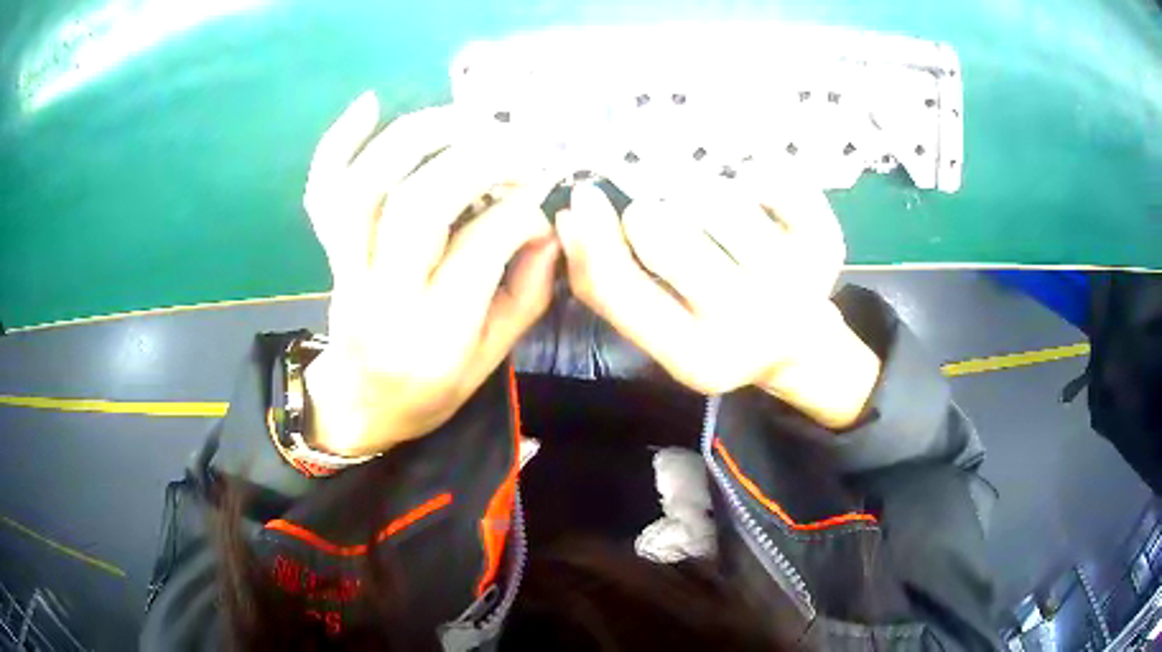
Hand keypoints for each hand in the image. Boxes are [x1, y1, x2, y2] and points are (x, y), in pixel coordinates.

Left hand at [301, 92, 559, 456]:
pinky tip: (369, 104)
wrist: (359, 405)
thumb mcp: (493, 358)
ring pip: (366, 187)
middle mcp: (384, 296)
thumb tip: (544, 222)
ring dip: (417, 136)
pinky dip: (337, 143)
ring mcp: (346, 269)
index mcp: (436, 337)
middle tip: (517, 145)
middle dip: (477, 160)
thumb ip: (527, 290)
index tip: (539, 195)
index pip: (480, 247)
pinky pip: (322, 192)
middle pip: (419, 205)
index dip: (519, 208)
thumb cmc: (430, 390)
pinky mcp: (328, 251)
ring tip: (465, 117)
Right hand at [555, 176, 879, 428]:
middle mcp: (751, 326)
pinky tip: (756, 201)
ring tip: (710, 210)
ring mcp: (797, 283)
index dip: (592, 236)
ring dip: (701, 192)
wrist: (800, 346)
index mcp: (697, 357)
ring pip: (720, 198)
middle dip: (651, 214)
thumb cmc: (719, 332)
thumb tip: (570, 218)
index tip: (584, 196)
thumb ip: (611, 286)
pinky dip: (754, 175)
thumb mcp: (662, 331)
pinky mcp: (826, 244)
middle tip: (660, 214)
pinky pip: (774, 178)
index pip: (624, 289)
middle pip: (668, 235)